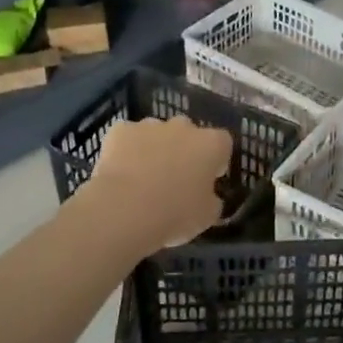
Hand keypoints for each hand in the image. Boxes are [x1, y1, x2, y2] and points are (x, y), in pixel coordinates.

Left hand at [89, 116, 233, 247]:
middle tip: (175, 179)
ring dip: (154, 149)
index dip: (216, 161)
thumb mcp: (207, 216)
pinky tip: (120, 172)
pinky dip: (125, 150)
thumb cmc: (175, 213)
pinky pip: (127, 137)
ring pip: (156, 133)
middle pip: (188, 133)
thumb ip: (212, 200)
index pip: (223, 143)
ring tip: (143, 179)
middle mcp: (183, 127)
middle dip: (184, 150)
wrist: (125, 209)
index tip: (207, 179)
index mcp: (211, 144)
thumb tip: (208, 196)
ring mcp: (150, 125)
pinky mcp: (120, 130)